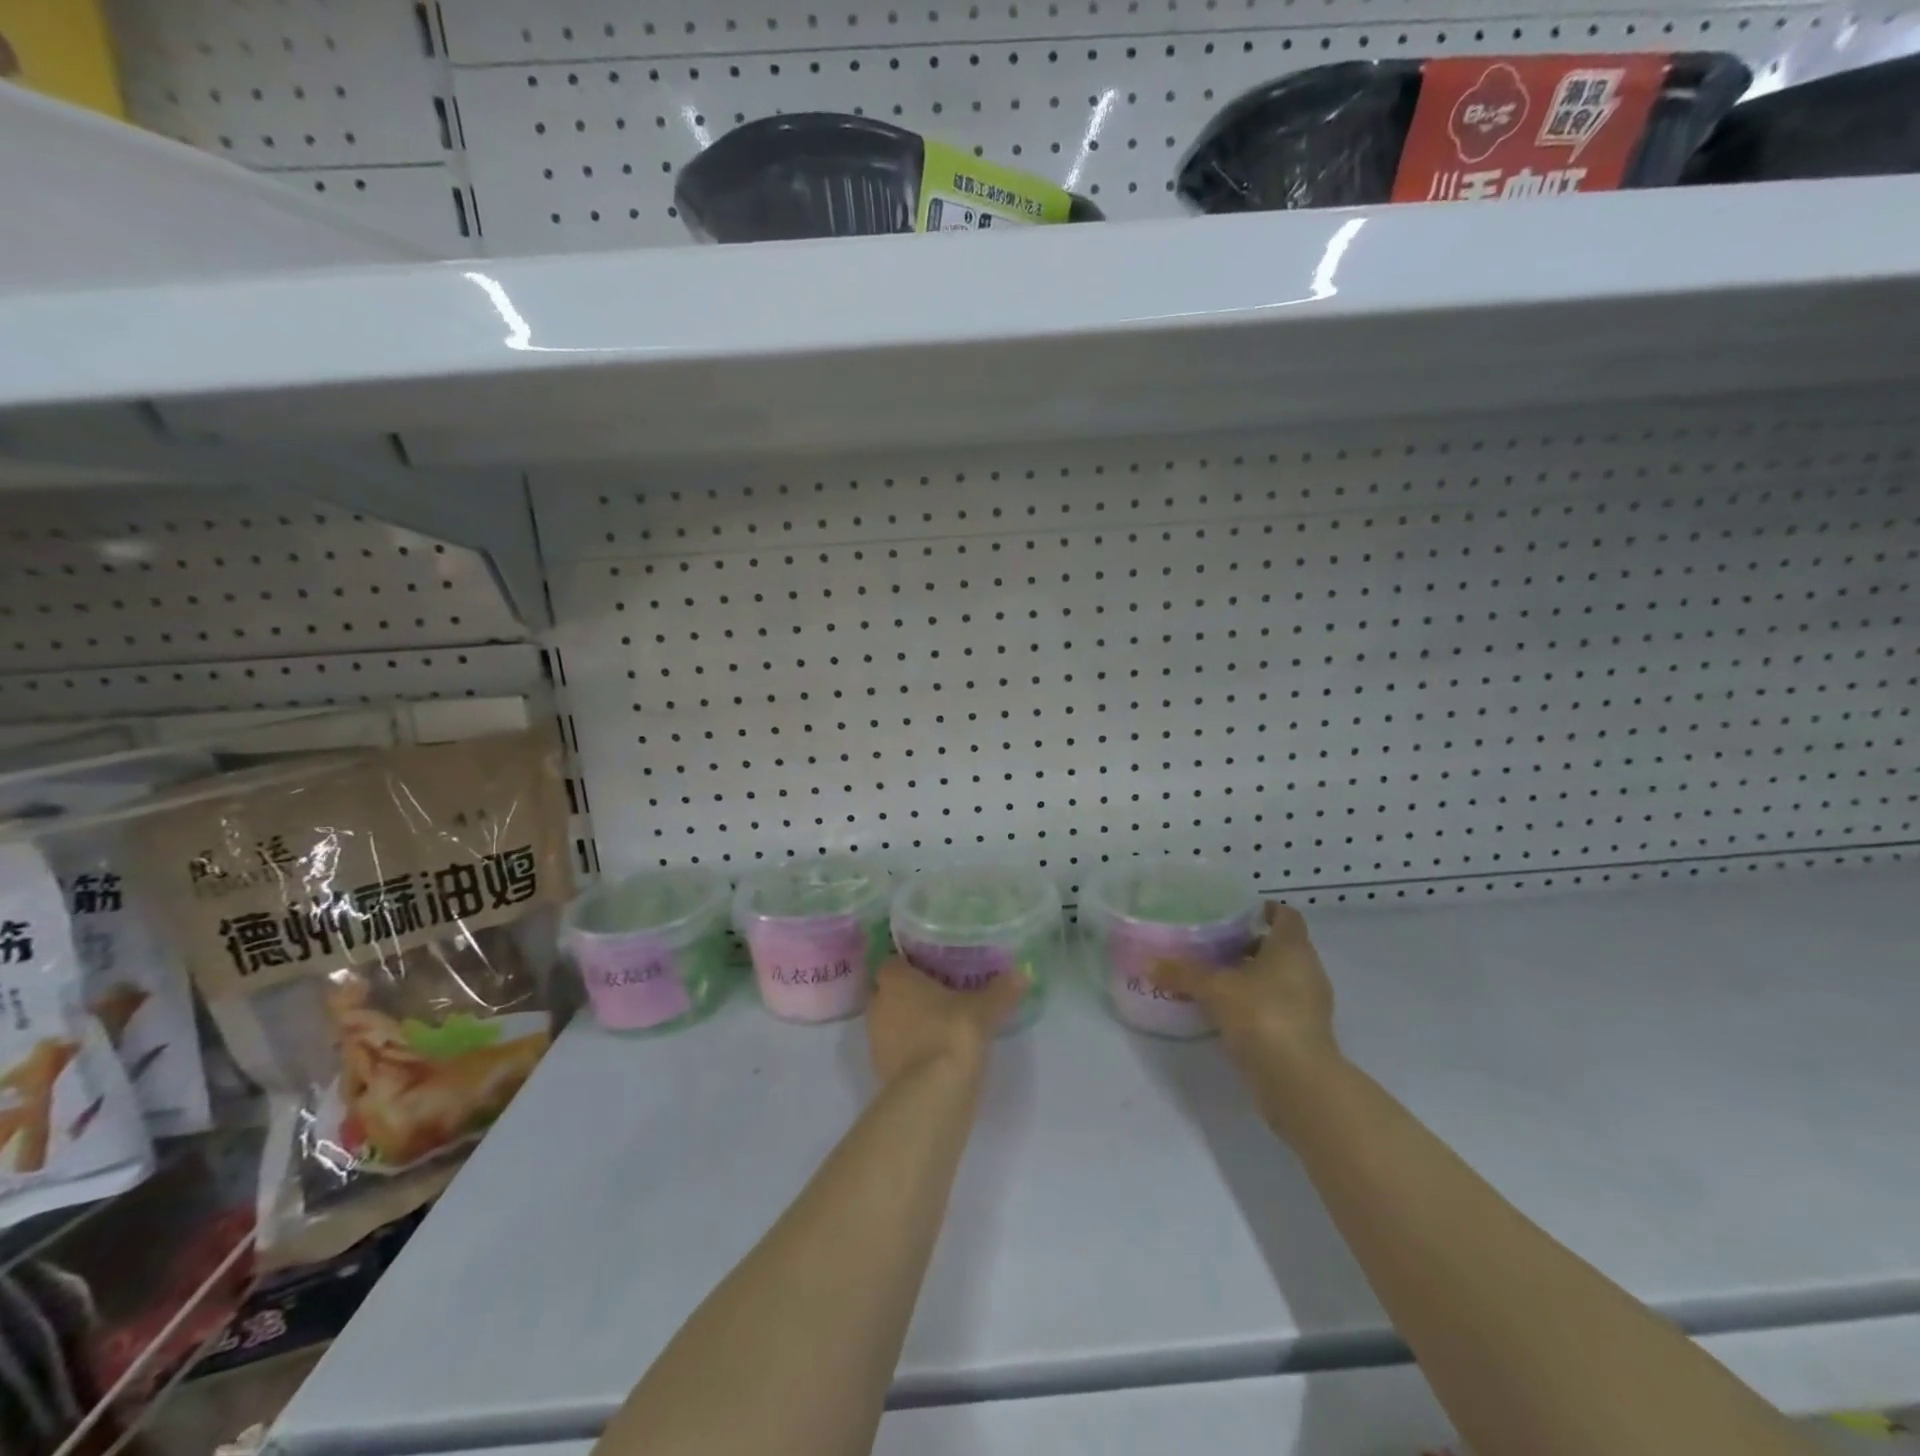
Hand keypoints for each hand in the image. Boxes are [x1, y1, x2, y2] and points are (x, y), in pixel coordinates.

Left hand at [866, 956, 1025, 1085]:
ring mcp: (877, 1041)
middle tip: (938, 994)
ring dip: (909, 1023)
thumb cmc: (952, 1033)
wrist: (933, 1094)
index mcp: (895, 981)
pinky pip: (896, 1051)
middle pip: (889, 992)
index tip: (932, 968)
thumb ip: (1001, 990)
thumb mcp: (984, 1009)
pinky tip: (936, 1053)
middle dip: (908, 994)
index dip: (909, 965)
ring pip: (891, 1022)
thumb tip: (1022, 974)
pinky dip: (911, 1050)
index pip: (892, 963)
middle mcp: (878, 1006)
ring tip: (940, 1025)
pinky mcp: (882, 1071)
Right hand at [1150, 902, 1342, 1138]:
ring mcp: (1311, 1003)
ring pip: (1281, 977)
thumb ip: (1182, 973)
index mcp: (1292, 947)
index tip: (1235, 913)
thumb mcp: (1214, 989)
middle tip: (1216, 945)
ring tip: (1217, 977)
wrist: (1297, 1080)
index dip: (1263, 911)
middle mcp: (1308, 969)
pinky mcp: (1306, 1032)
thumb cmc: (1261, 1015)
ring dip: (1254, 975)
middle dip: (1251, 944)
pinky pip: (1281, 1005)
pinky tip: (1229, 1010)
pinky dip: (1259, 1002)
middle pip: (1281, 946)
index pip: (1285, 916)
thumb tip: (1148, 962)